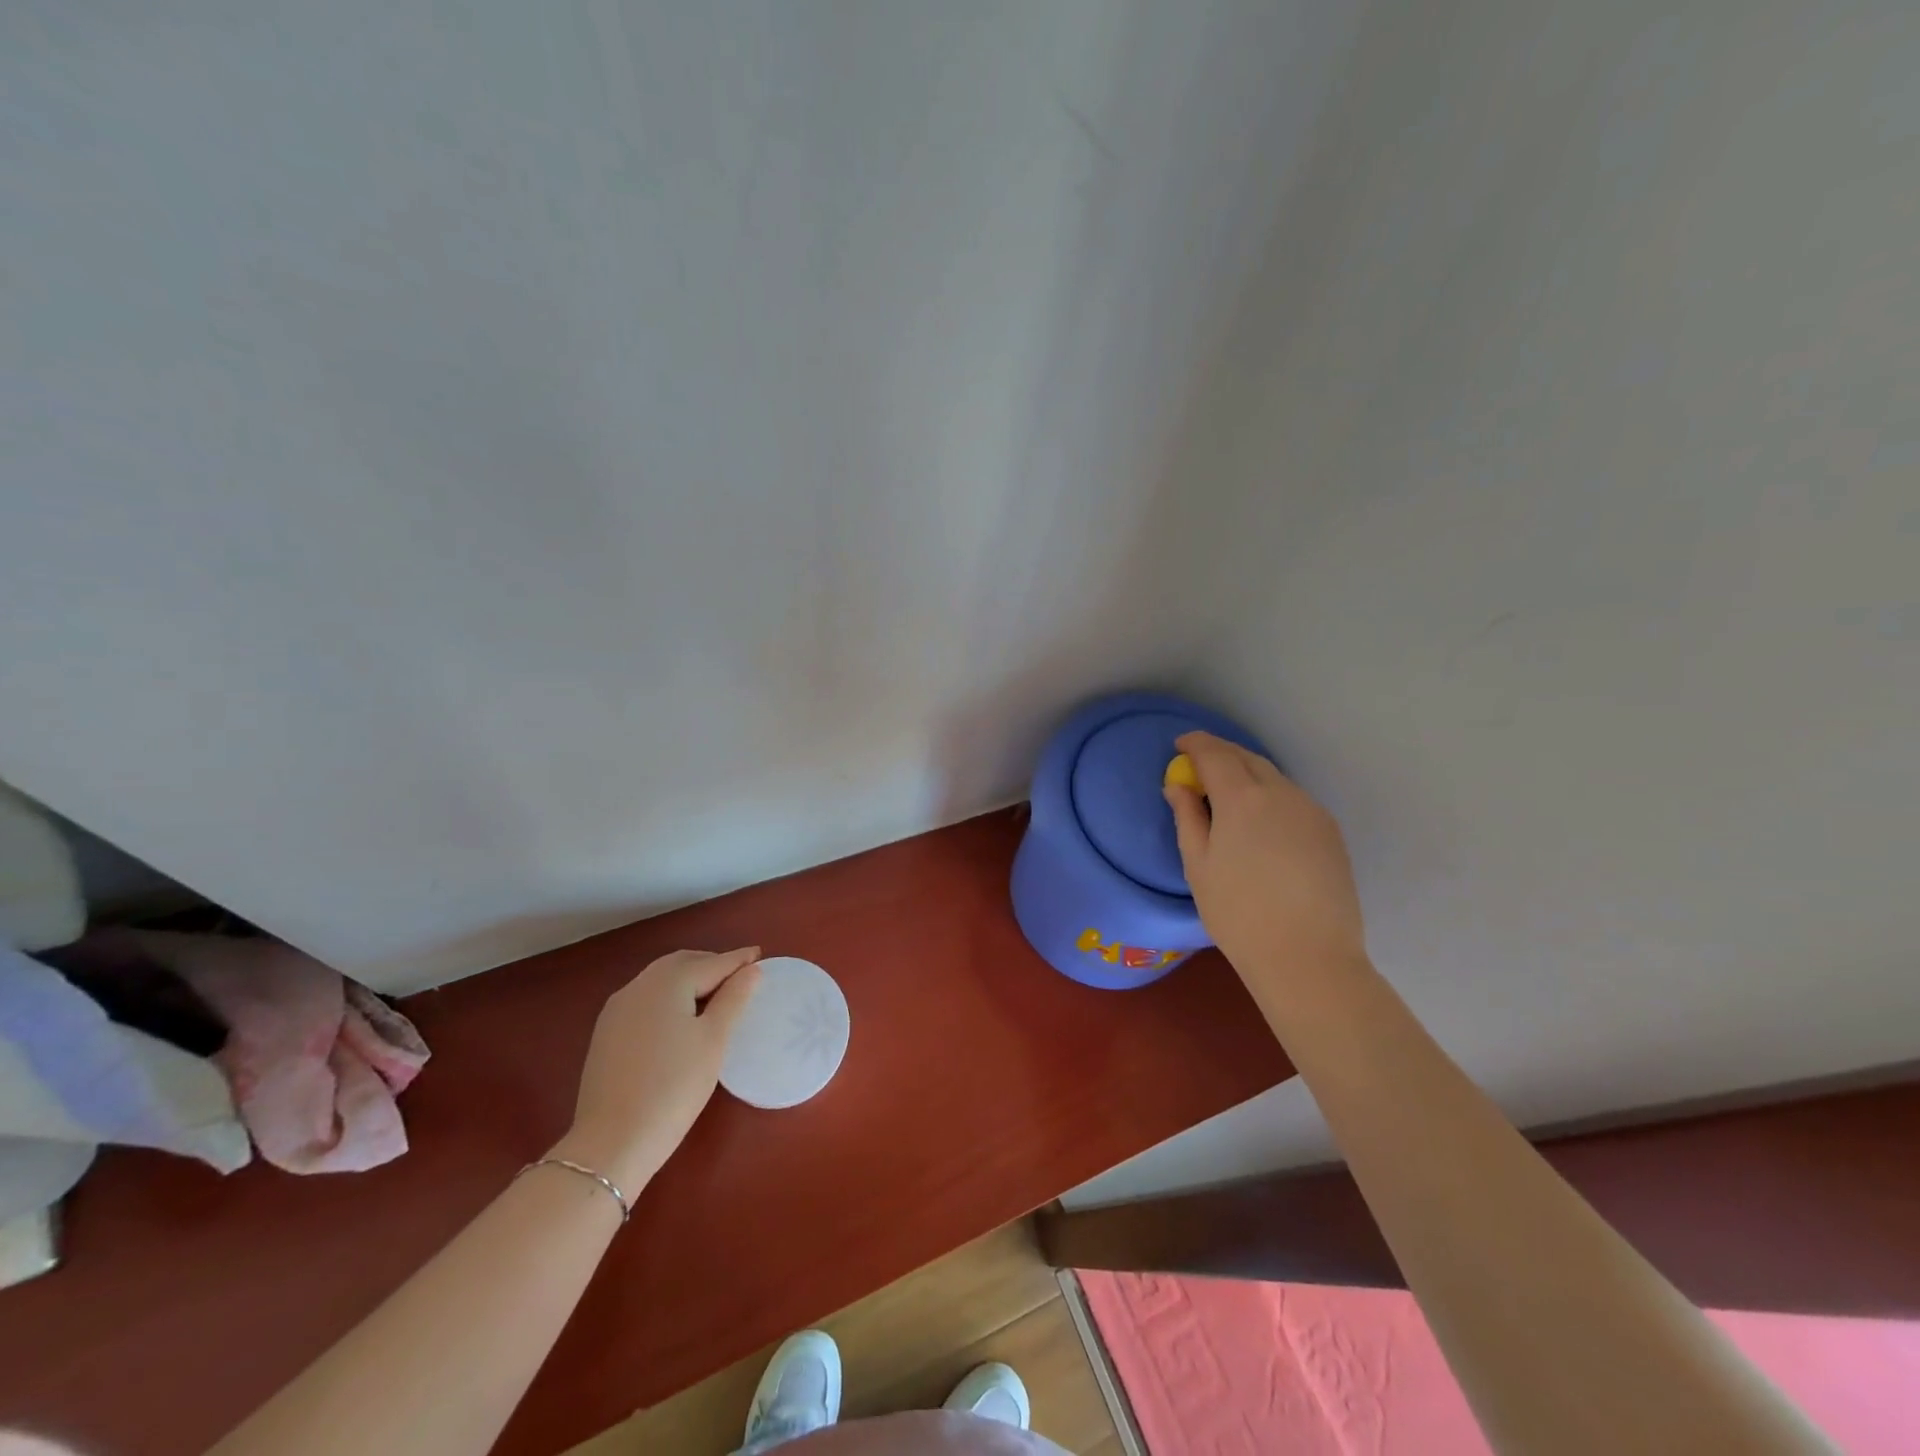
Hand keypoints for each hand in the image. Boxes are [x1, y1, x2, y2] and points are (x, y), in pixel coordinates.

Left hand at [552, 947, 761, 1192]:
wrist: (611, 1142)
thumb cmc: (674, 1086)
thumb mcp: (714, 1040)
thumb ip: (734, 998)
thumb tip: (751, 969)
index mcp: (668, 981)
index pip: (712, 963)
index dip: (738, 960)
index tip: (759, 954)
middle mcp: (639, 985)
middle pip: (682, 964)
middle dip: (711, 965)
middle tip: (739, 975)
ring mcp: (617, 1009)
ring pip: (661, 980)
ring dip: (689, 979)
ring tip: (714, 995)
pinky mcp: (606, 1033)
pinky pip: (646, 1000)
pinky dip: (669, 997)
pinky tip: (680, 1017)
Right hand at [1165, 733, 1366, 986]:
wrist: (1308, 957)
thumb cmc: (1239, 913)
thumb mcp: (1198, 865)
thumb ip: (1187, 817)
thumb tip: (1178, 786)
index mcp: (1243, 798)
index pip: (1215, 753)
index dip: (1195, 744)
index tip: (1180, 746)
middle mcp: (1281, 793)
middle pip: (1247, 758)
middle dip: (1221, 754)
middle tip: (1199, 767)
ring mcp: (1311, 810)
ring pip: (1273, 777)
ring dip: (1247, 775)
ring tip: (1227, 795)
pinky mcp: (1330, 831)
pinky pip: (1292, 799)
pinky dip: (1270, 796)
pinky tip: (1260, 823)